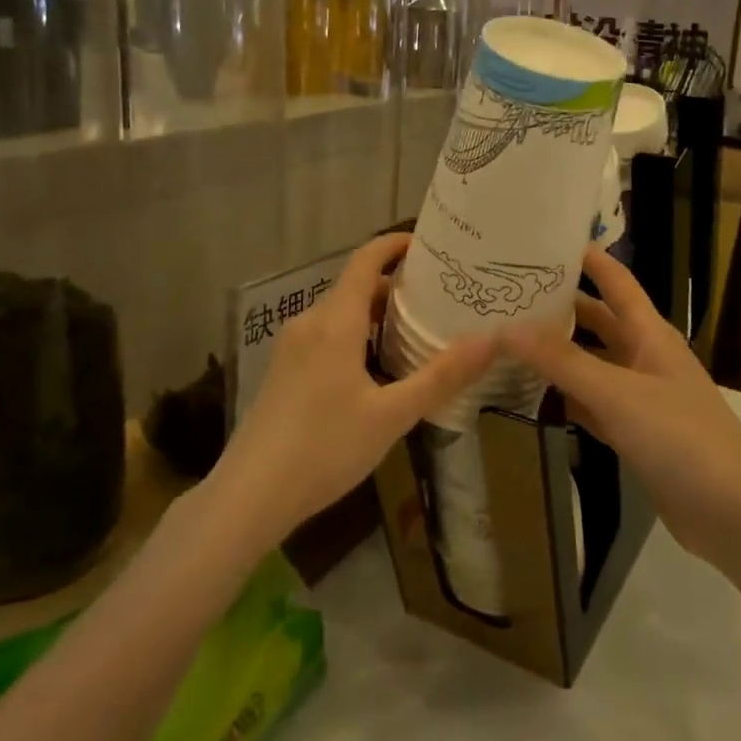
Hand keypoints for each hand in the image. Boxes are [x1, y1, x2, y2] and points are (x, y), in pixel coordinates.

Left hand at [211, 233, 495, 546]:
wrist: (248, 496)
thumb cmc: (324, 448)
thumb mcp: (392, 416)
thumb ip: (442, 376)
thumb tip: (492, 340)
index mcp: (335, 321)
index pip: (366, 260)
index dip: (395, 244)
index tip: (429, 245)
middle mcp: (310, 323)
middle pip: (356, 286)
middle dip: (396, 286)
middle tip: (440, 297)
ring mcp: (292, 347)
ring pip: (340, 313)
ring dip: (377, 314)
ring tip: (417, 331)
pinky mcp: (283, 372)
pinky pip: (326, 336)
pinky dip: (357, 335)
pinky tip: (378, 369)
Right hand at [505, 245, 740, 563]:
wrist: (732, 514)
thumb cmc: (681, 438)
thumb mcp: (618, 393)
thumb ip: (562, 361)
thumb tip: (506, 327)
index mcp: (650, 334)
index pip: (615, 281)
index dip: (587, 258)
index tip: (542, 241)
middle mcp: (644, 357)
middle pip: (597, 321)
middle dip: (559, 306)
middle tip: (507, 294)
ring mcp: (639, 397)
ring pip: (590, 364)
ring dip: (556, 354)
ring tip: (506, 340)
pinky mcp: (633, 433)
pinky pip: (591, 404)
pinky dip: (564, 397)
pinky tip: (530, 396)